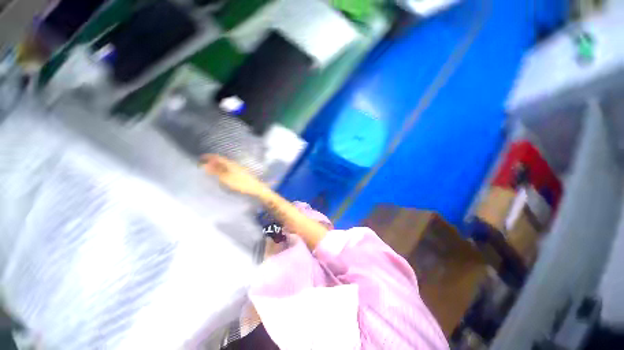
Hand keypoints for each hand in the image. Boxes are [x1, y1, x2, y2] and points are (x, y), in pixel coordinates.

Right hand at [201, 154, 266, 196]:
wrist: (255, 188)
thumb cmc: (241, 183)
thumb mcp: (226, 178)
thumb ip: (216, 172)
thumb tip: (205, 165)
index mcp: (230, 164)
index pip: (218, 157)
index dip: (209, 157)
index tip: (201, 158)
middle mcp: (234, 164)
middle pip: (221, 161)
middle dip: (212, 162)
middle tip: (204, 166)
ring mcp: (238, 169)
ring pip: (225, 165)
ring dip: (217, 166)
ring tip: (211, 171)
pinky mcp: (240, 173)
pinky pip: (229, 169)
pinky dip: (222, 170)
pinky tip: (221, 175)